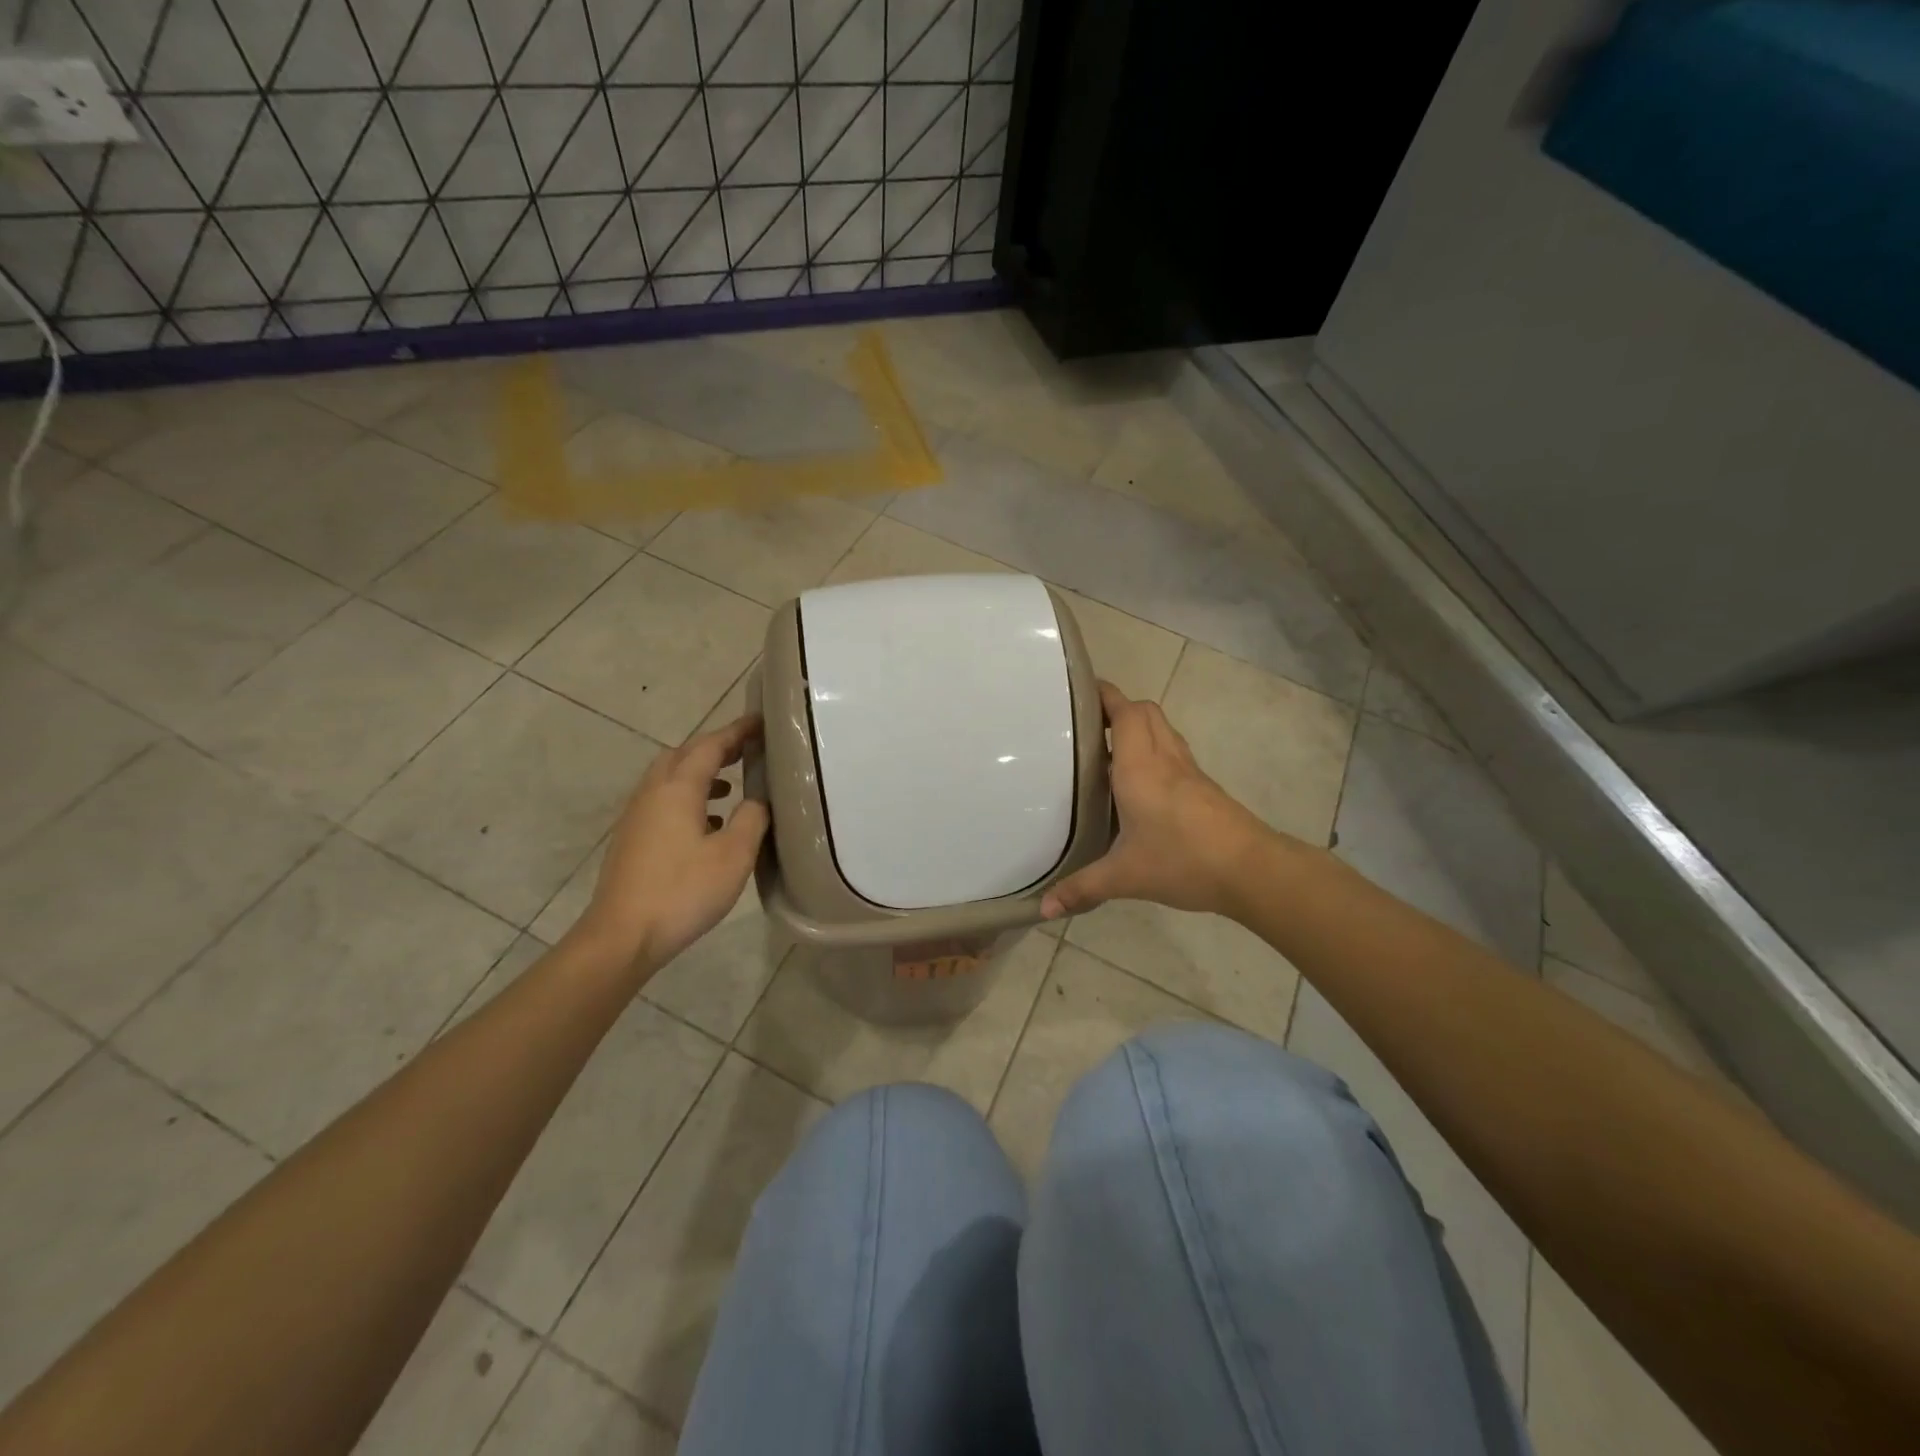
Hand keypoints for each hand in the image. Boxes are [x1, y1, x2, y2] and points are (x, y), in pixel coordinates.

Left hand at [570, 715, 769, 969]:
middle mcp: (653, 793)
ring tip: (732, 785)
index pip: (710, 745)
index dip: (737, 731)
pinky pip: (664, 801)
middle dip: (715, 747)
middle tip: (746, 750)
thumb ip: (752, 818)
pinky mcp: (632, 839)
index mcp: (677, 788)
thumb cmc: (683, 891)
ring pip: (670, 778)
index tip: (761, 721)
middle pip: (683, 755)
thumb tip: (757, 800)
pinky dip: (688, 797)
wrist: (622, 936)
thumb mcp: (734, 855)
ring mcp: (637, 816)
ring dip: (700, 773)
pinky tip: (708, 824)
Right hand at [1041, 683, 1277, 920]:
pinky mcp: (1204, 786)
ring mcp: (1189, 770)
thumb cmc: (1183, 861)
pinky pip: (1174, 750)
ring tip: (1109, 746)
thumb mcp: (1125, 877)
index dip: (1104, 694)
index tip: (1079, 690)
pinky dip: (1154, 748)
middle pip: (1145, 711)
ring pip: (1163, 728)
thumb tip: (1043, 910)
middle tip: (1088, 723)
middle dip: (1118, 707)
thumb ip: (1082, 889)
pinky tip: (1141, 780)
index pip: (1124, 712)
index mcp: (1140, 767)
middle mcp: (1164, 758)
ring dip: (1138, 725)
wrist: (1251, 870)